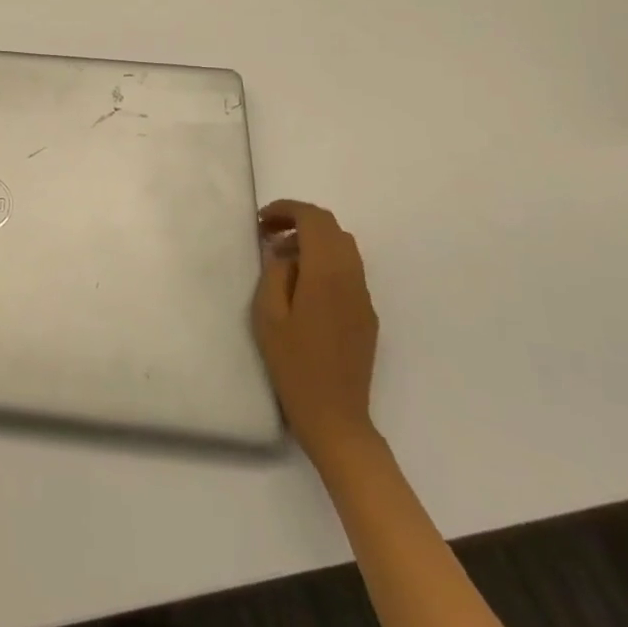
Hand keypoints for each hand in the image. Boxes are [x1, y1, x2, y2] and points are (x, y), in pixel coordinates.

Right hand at [251, 200, 379, 460]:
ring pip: (344, 248)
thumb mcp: (268, 314)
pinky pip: (348, 271)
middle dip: (299, 221)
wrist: (335, 416)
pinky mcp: (367, 315)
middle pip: (332, 229)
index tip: (261, 221)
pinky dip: (324, 261)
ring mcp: (363, 297)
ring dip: (313, 241)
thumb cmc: (293, 364)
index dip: (287, 210)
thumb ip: (275, 273)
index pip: (314, 220)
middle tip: (267, 234)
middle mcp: (352, 278)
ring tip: (281, 258)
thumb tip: (284, 253)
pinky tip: (302, 285)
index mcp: (327, 274)